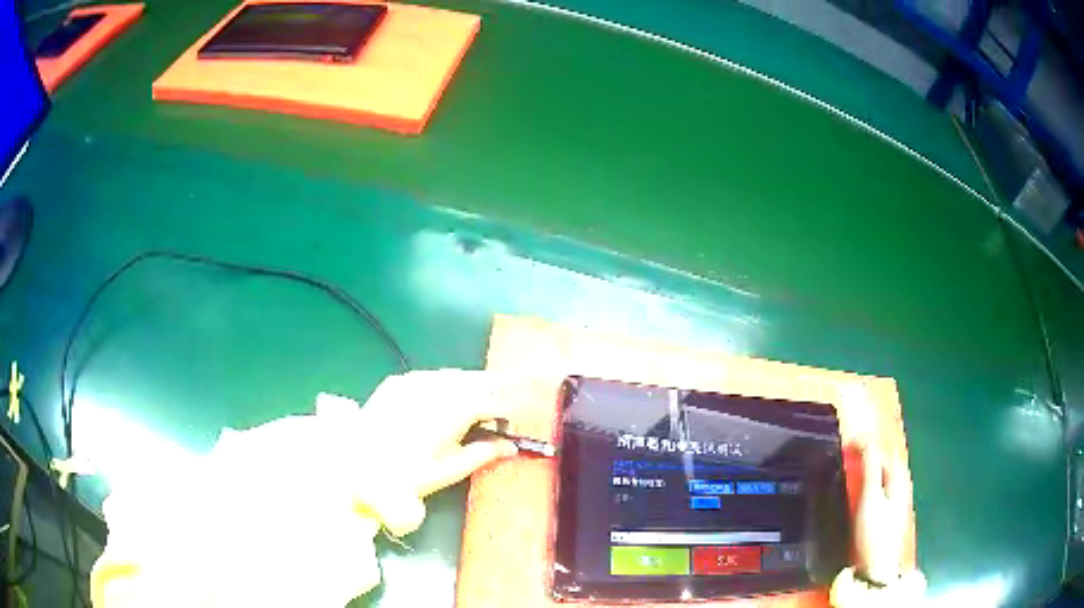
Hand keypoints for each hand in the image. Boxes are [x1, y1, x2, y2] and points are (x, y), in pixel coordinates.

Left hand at [336, 369, 519, 534]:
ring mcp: (417, 380)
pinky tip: (438, 401)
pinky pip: (430, 377)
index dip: (507, 412)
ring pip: (453, 376)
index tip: (510, 424)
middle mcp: (441, 386)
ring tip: (470, 405)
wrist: (359, 463)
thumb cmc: (409, 472)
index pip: (495, 402)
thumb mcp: (451, 469)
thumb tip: (509, 447)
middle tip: (496, 412)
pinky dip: (441, 386)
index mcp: (458, 408)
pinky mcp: (398, 381)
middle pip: (477, 381)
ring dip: (468, 386)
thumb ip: (484, 453)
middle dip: (491, 393)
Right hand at [853, 440, 910, 584]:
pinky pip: (875, 488)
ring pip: (878, 475)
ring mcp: (893, 499)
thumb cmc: (874, 532)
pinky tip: (855, 493)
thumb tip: (865, 441)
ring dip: (863, 470)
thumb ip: (869, 468)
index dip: (863, 444)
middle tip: (844, 456)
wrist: (876, 566)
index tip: (845, 444)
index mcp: (897, 476)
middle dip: (864, 456)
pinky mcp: (885, 512)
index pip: (881, 450)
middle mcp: (899, 484)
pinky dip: (864, 484)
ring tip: (847, 471)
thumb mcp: (870, 498)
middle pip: (881, 461)